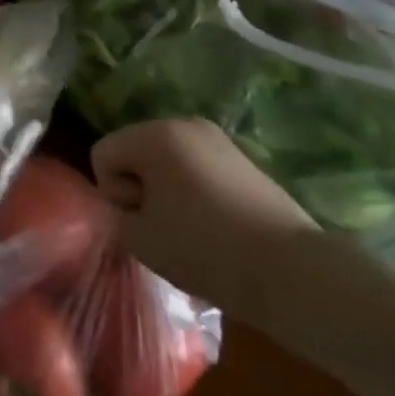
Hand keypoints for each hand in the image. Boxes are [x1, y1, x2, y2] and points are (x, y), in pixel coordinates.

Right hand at [91, 118, 317, 326]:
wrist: (292, 272)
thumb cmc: (206, 249)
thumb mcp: (141, 240)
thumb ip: (116, 217)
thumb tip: (127, 209)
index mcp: (155, 134)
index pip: (103, 154)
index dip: (113, 194)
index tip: (141, 223)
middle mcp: (184, 123)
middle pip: (135, 153)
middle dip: (139, 189)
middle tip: (163, 230)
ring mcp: (217, 139)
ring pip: (166, 162)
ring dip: (166, 193)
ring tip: (189, 233)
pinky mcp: (242, 160)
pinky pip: (196, 170)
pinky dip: (193, 194)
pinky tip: (214, 229)